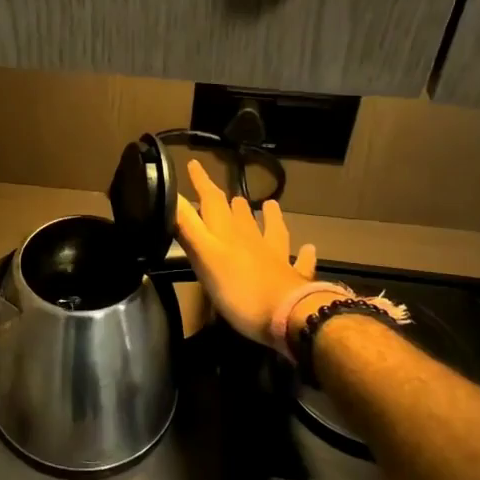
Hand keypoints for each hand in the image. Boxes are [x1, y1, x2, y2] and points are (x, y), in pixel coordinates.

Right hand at [174, 158, 318, 347]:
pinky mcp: (293, 278)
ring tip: (270, 205)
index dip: (202, 182)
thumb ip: (187, 227)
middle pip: (241, 215)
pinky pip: (299, 262)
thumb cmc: (238, 289)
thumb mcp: (204, 257)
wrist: (288, 315)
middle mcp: (252, 239)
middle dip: (231, 203)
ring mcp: (276, 258)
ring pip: (272, 230)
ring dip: (270, 217)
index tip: (194, 164)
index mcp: (227, 233)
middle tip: (228, 195)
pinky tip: (309, 248)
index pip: (212, 200)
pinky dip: (303, 254)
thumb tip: (170, 194)